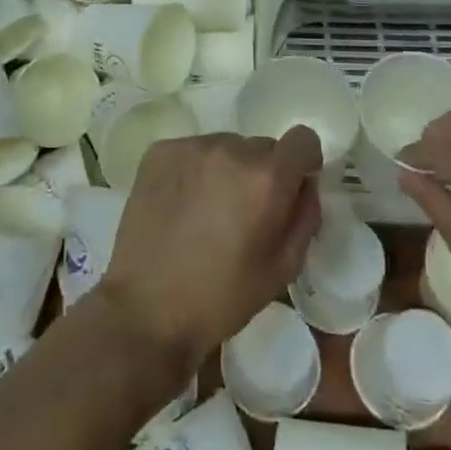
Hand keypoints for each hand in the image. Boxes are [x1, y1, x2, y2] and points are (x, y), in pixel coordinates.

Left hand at [101, 130, 323, 372]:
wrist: (145, 310)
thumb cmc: (221, 298)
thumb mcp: (282, 268)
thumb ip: (305, 216)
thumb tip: (305, 184)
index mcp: (266, 178)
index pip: (303, 139)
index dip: (302, 163)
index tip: (290, 189)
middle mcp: (230, 148)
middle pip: (262, 146)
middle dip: (262, 173)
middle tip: (243, 213)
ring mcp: (191, 146)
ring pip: (226, 147)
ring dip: (227, 170)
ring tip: (208, 211)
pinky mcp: (159, 151)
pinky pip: (193, 151)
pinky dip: (195, 171)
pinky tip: (182, 206)